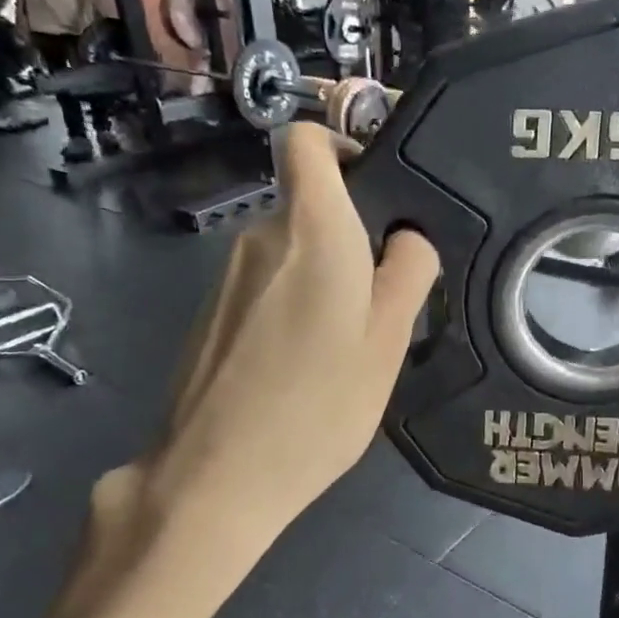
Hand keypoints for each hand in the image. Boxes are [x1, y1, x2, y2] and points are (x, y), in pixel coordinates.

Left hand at [132, 123, 438, 544]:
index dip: (342, 146)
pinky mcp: (211, 314)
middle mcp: (260, 236)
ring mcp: (227, 277)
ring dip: (323, 282)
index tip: (378, 192)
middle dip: (351, 240)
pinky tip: (303, 370)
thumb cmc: (317, 404)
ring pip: (290, 254)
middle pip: (310, 207)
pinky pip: (265, 289)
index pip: (306, 140)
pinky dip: (291, 309)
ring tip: (345, 350)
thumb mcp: (387, 341)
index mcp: (310, 228)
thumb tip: (407, 237)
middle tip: (383, 307)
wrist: (214, 477)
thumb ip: (407, 274)